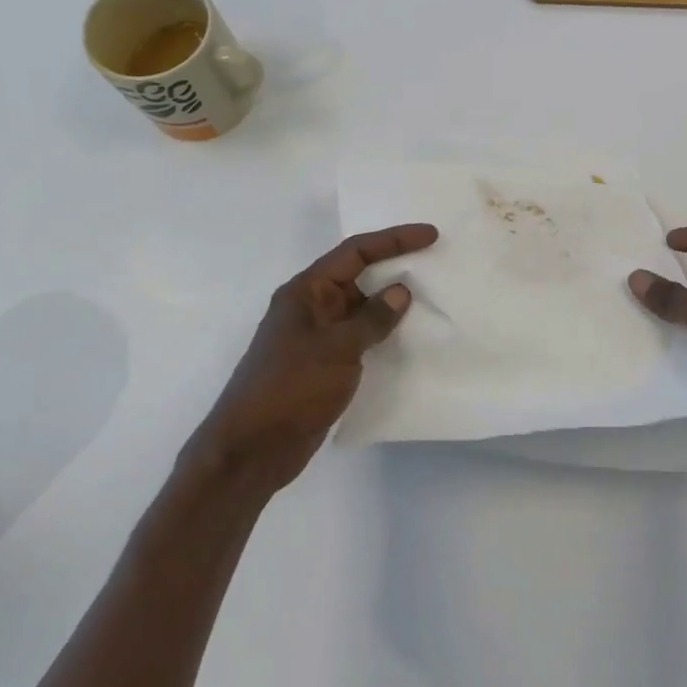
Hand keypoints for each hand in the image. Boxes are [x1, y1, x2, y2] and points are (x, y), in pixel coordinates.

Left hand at [192, 223, 438, 493]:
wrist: (251, 451)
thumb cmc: (290, 389)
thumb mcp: (337, 349)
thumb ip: (372, 318)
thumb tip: (400, 292)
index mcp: (306, 292)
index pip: (355, 252)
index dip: (394, 240)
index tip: (430, 235)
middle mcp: (310, 308)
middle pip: (358, 276)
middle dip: (394, 267)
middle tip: (435, 263)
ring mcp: (316, 337)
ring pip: (361, 308)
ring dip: (391, 304)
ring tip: (431, 298)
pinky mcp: (324, 365)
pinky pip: (360, 337)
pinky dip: (383, 333)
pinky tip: (409, 338)